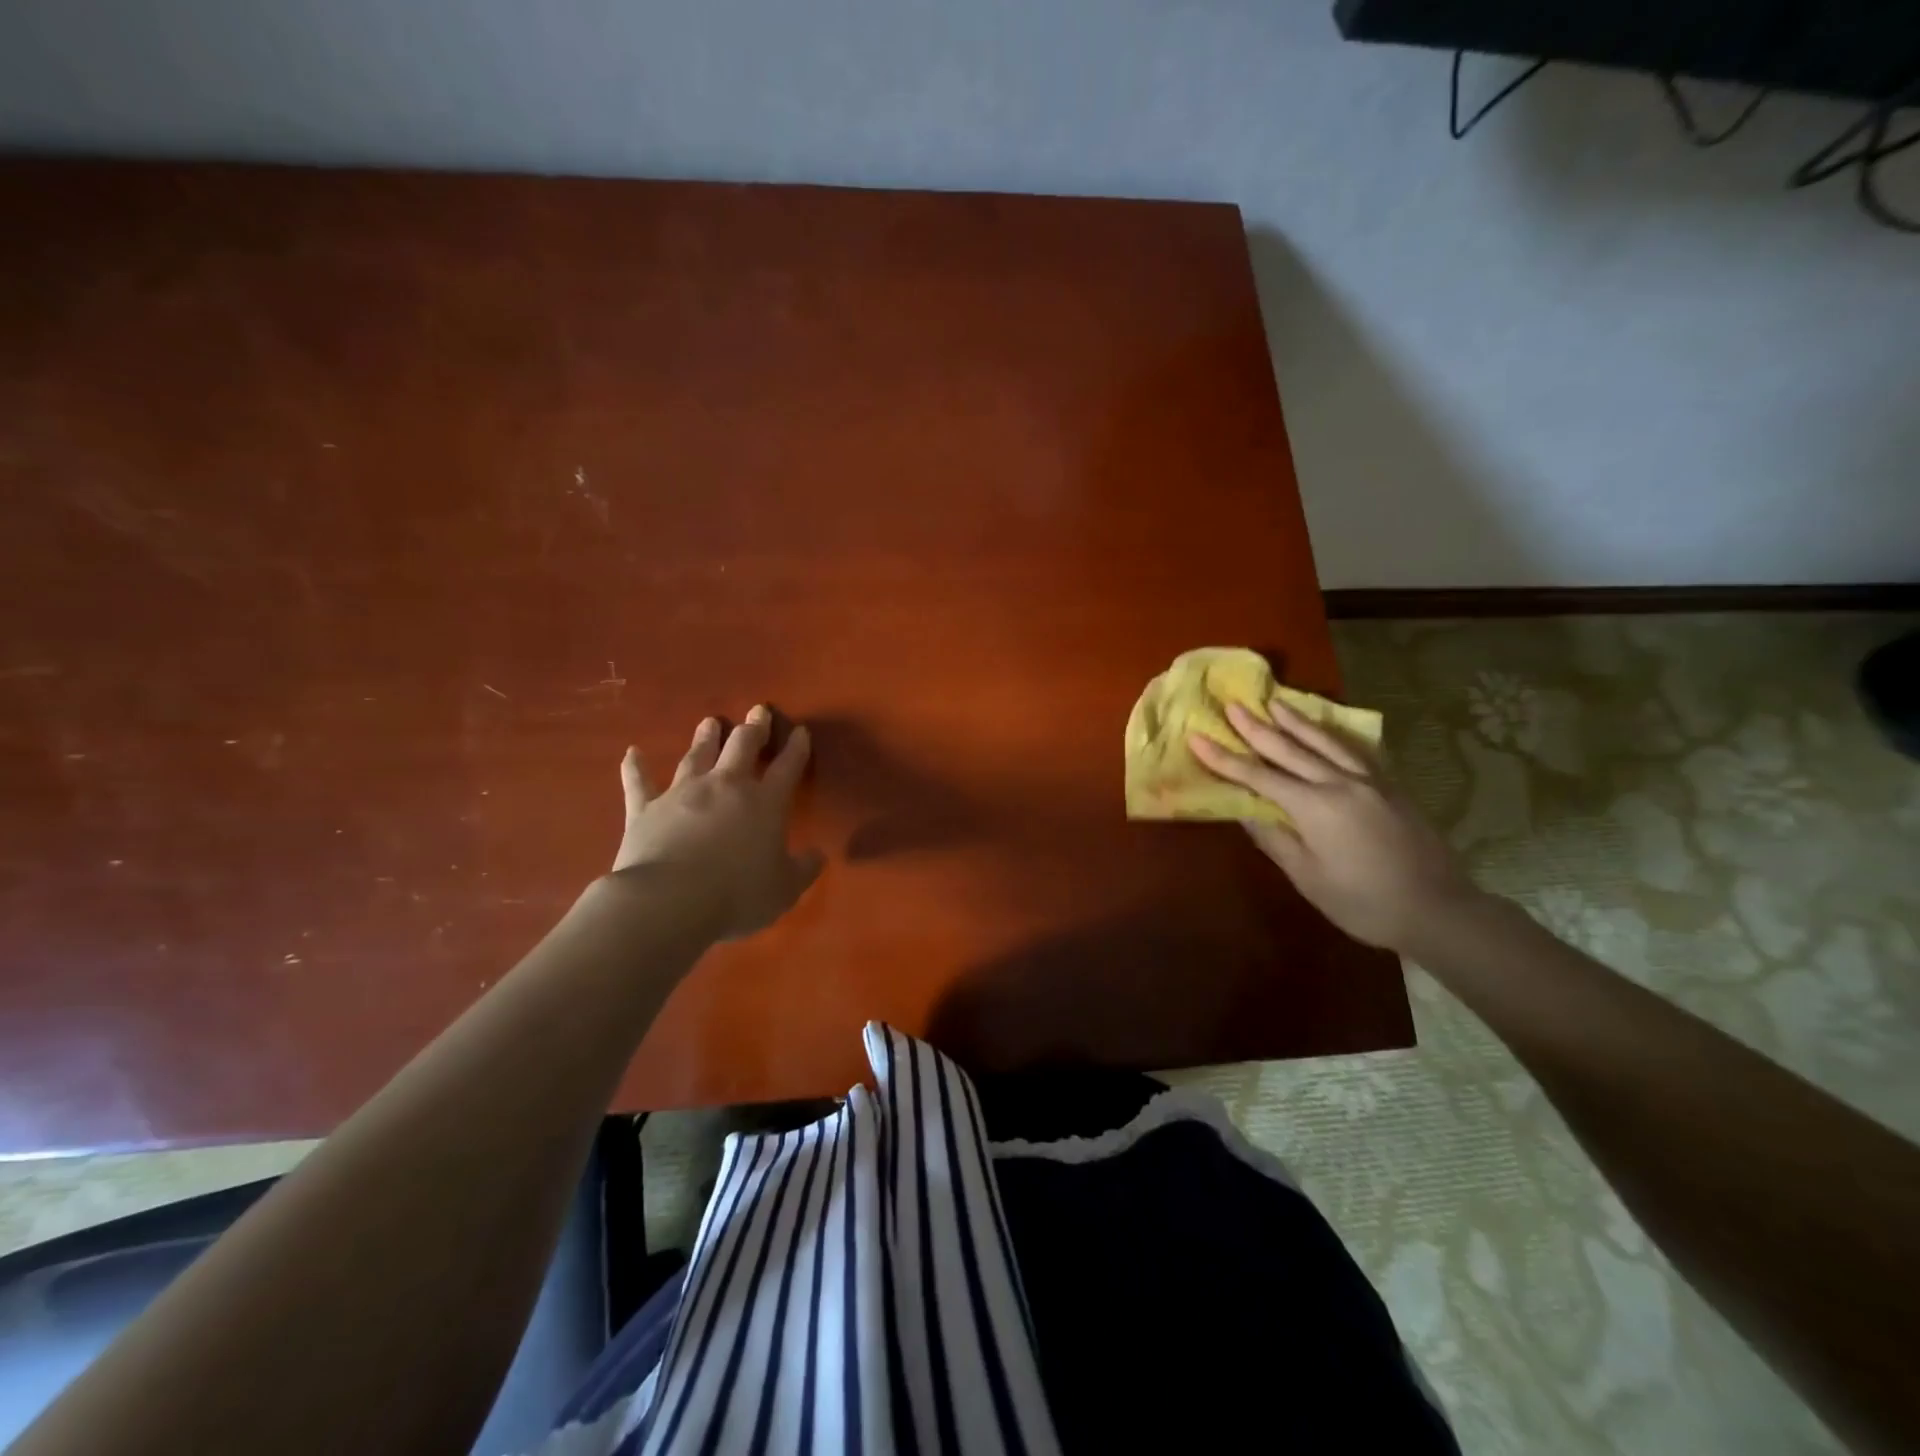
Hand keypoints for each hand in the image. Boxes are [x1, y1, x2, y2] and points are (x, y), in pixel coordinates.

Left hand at [613, 706, 824, 939]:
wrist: (669, 901)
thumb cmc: (737, 895)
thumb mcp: (784, 890)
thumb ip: (803, 869)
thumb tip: (818, 855)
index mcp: (765, 803)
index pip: (787, 767)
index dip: (796, 749)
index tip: (800, 731)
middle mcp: (726, 786)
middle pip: (742, 747)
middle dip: (753, 728)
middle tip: (758, 711)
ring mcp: (683, 793)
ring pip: (697, 755)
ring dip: (706, 738)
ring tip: (710, 721)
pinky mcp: (645, 808)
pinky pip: (639, 782)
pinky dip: (635, 767)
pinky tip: (631, 752)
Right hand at [1188, 699, 1479, 951]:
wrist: (1438, 909)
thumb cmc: (1363, 902)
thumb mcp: (1308, 877)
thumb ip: (1275, 838)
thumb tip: (1244, 811)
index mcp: (1314, 806)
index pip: (1257, 776)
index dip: (1224, 757)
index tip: (1197, 737)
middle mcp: (1339, 783)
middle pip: (1290, 748)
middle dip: (1256, 727)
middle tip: (1233, 704)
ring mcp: (1369, 781)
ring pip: (1325, 742)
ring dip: (1295, 721)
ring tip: (1275, 702)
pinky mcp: (1390, 787)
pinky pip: (1355, 750)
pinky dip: (1333, 735)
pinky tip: (1326, 729)